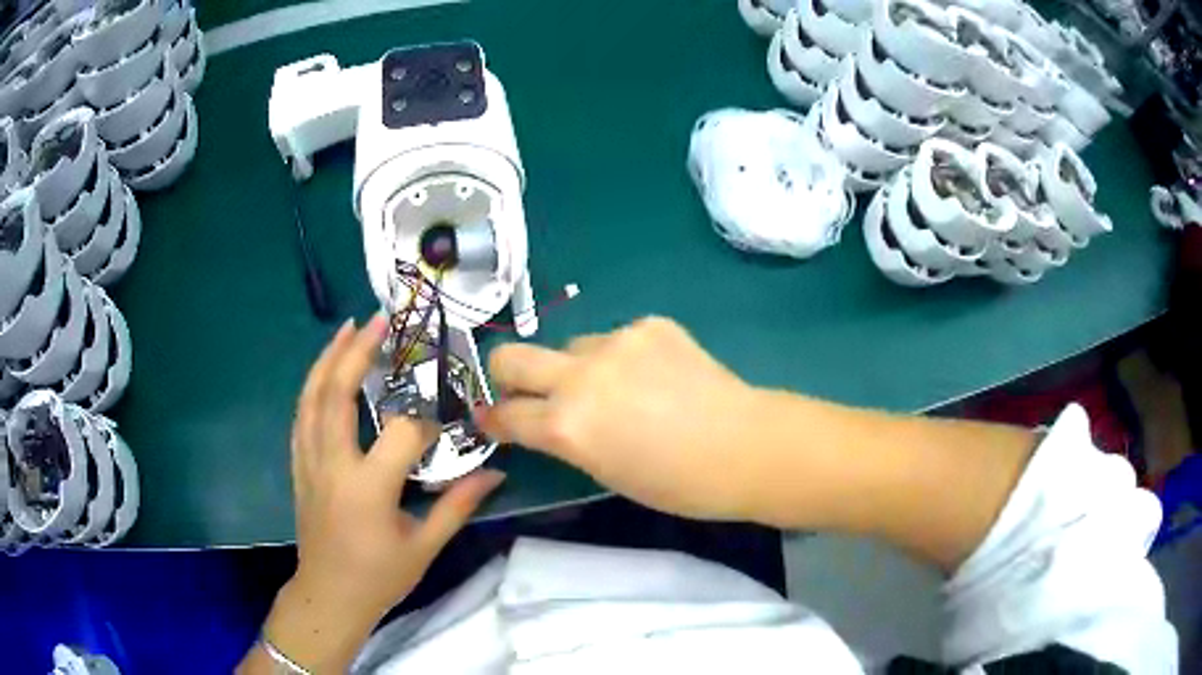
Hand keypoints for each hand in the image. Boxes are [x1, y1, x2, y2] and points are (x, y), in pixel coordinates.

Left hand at [250, 316, 503, 672]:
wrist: (328, 595)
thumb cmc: (379, 577)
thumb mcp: (424, 546)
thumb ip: (458, 504)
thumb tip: (496, 472)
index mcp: (368, 488)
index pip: (402, 433)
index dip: (429, 420)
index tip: (449, 417)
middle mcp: (332, 465)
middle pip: (338, 395)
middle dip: (358, 353)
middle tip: (379, 321)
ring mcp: (309, 462)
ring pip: (312, 397)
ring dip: (329, 358)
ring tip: (348, 328)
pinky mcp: (299, 464)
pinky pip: (302, 414)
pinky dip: (313, 385)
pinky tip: (325, 369)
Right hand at [478, 317, 758, 520]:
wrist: (746, 447)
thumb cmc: (678, 484)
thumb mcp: (606, 473)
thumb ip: (568, 440)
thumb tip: (547, 422)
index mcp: (567, 426)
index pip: (505, 413)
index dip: (492, 418)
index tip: (491, 419)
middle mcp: (580, 376)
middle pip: (511, 356)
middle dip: (505, 375)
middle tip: (526, 392)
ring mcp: (615, 342)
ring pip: (571, 347)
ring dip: (578, 368)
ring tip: (619, 391)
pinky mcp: (649, 325)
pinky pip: (617, 339)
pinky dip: (623, 358)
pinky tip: (656, 377)